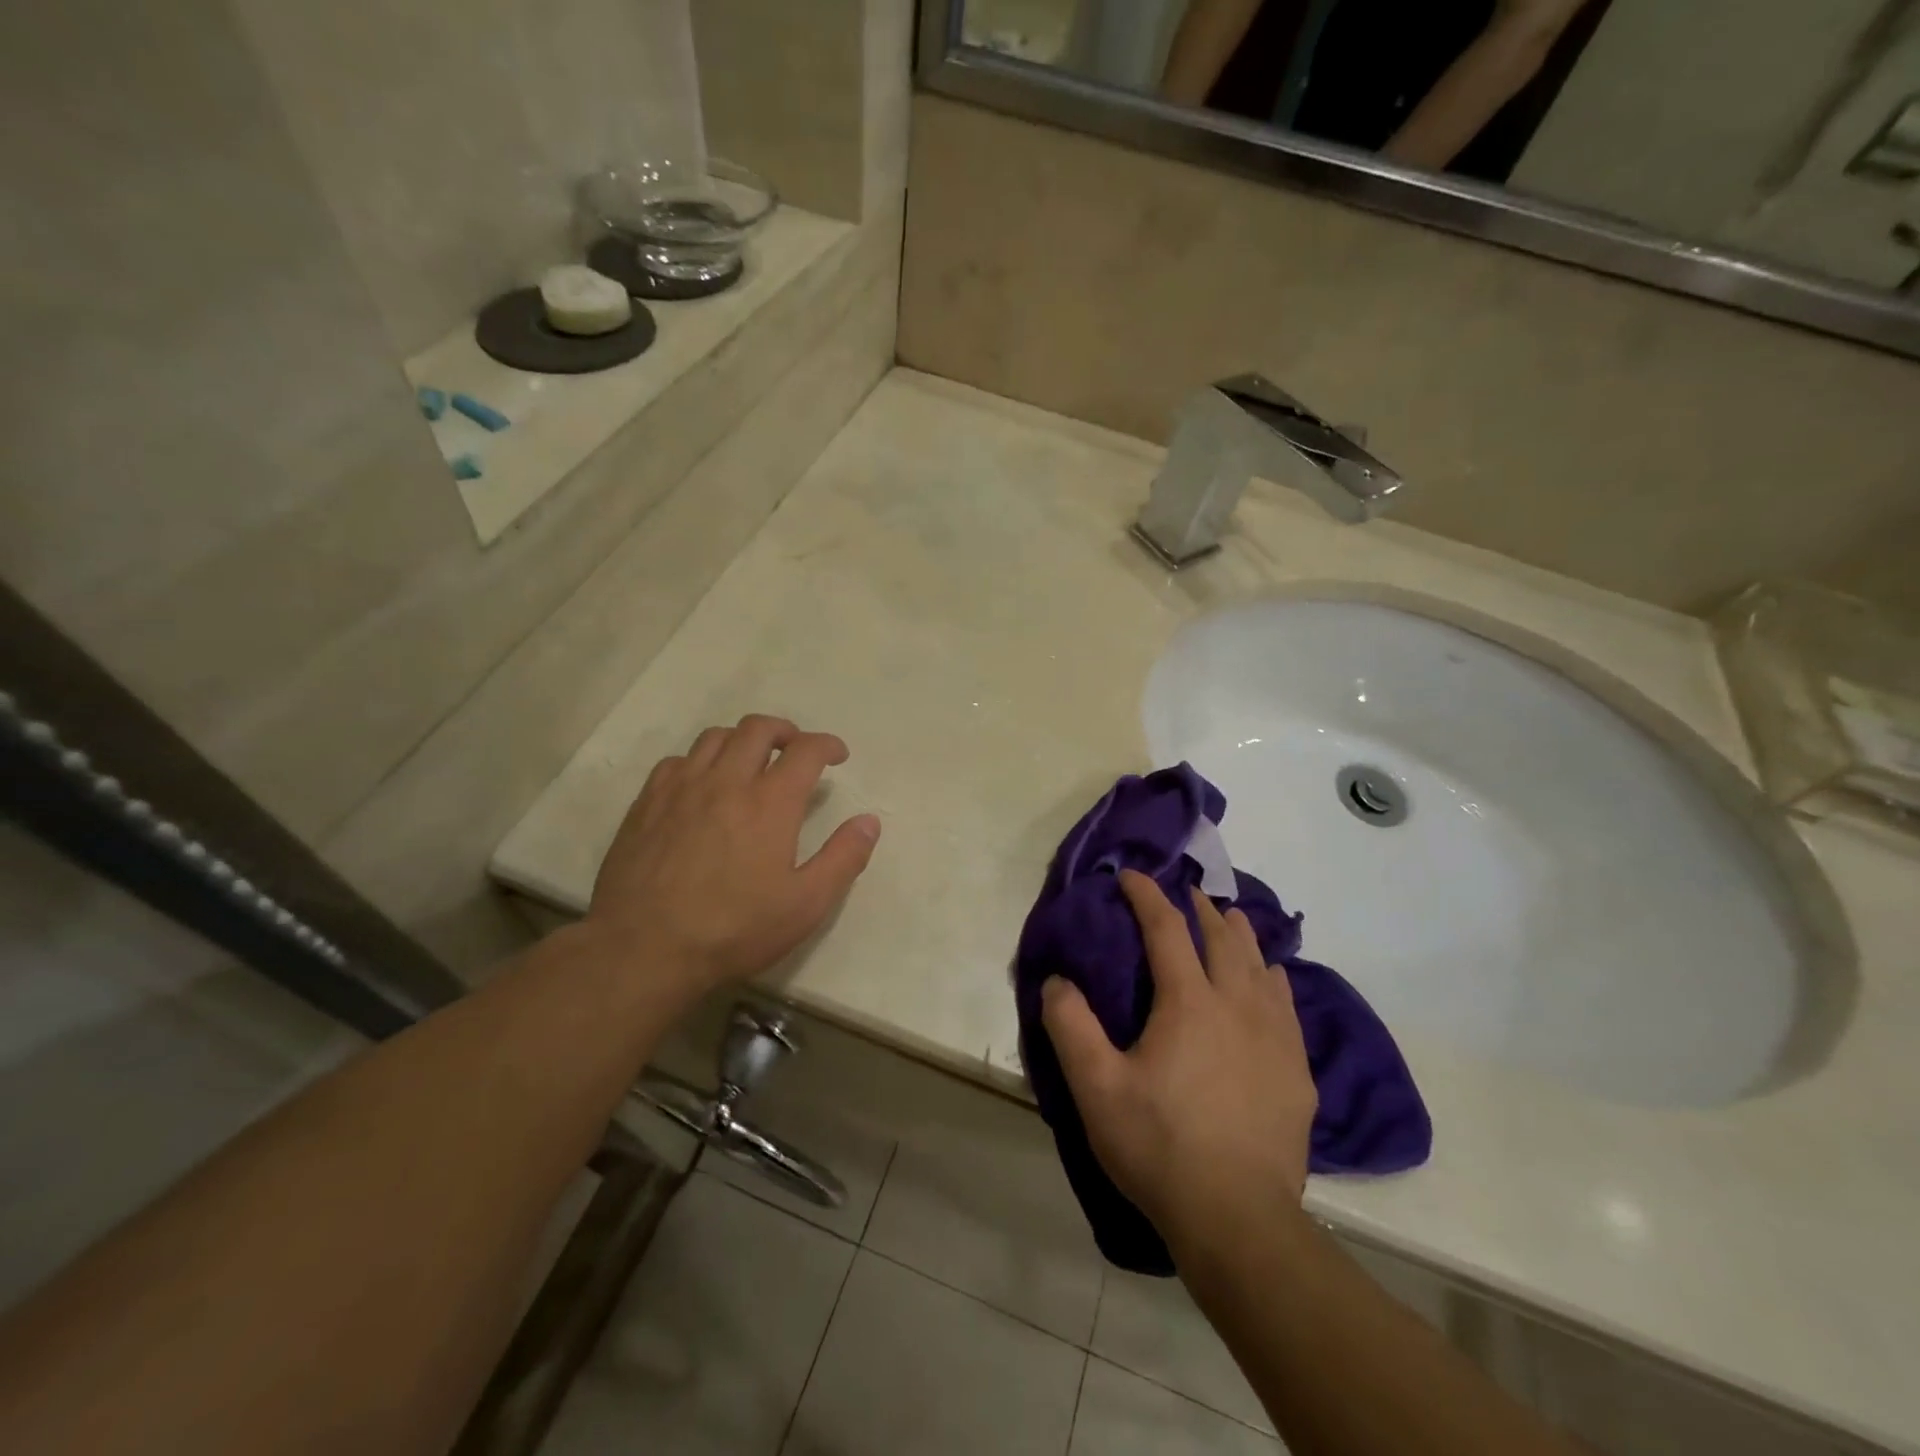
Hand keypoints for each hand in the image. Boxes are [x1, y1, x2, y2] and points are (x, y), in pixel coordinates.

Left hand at [585, 715, 880, 993]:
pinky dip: (701, 761)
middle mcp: (726, 781)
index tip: (837, 755)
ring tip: (751, 761)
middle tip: (796, 750)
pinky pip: (677, 761)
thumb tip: (869, 821)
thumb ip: (843, 858)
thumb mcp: (806, 905)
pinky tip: (702, 785)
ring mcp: (681, 789)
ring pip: (715, 737)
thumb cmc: (734, 930)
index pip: (805, 750)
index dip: (827, 745)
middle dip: (785, 731)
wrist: (643, 949)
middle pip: (758, 729)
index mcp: (770, 803)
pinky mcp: (647, 804)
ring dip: (742, 740)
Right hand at [1042, 870, 1315, 1253]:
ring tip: (1232, 919)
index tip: (1131, 875)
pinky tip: (1273, 981)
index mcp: (1189, 1002)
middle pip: (1222, 939)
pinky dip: (1273, 980)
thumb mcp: (1096, 1087)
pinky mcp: (1297, 1072)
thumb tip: (1056, 980)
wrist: (1238, 1220)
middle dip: (1201, 909)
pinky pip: (1287, 1006)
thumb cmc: (1159, 1146)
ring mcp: (1275, 1038)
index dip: (1147, 896)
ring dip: (1242, 937)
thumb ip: (1070, 1026)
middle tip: (1188, 892)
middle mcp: (1237, 1006)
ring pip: (1261, 967)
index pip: (1166, 930)